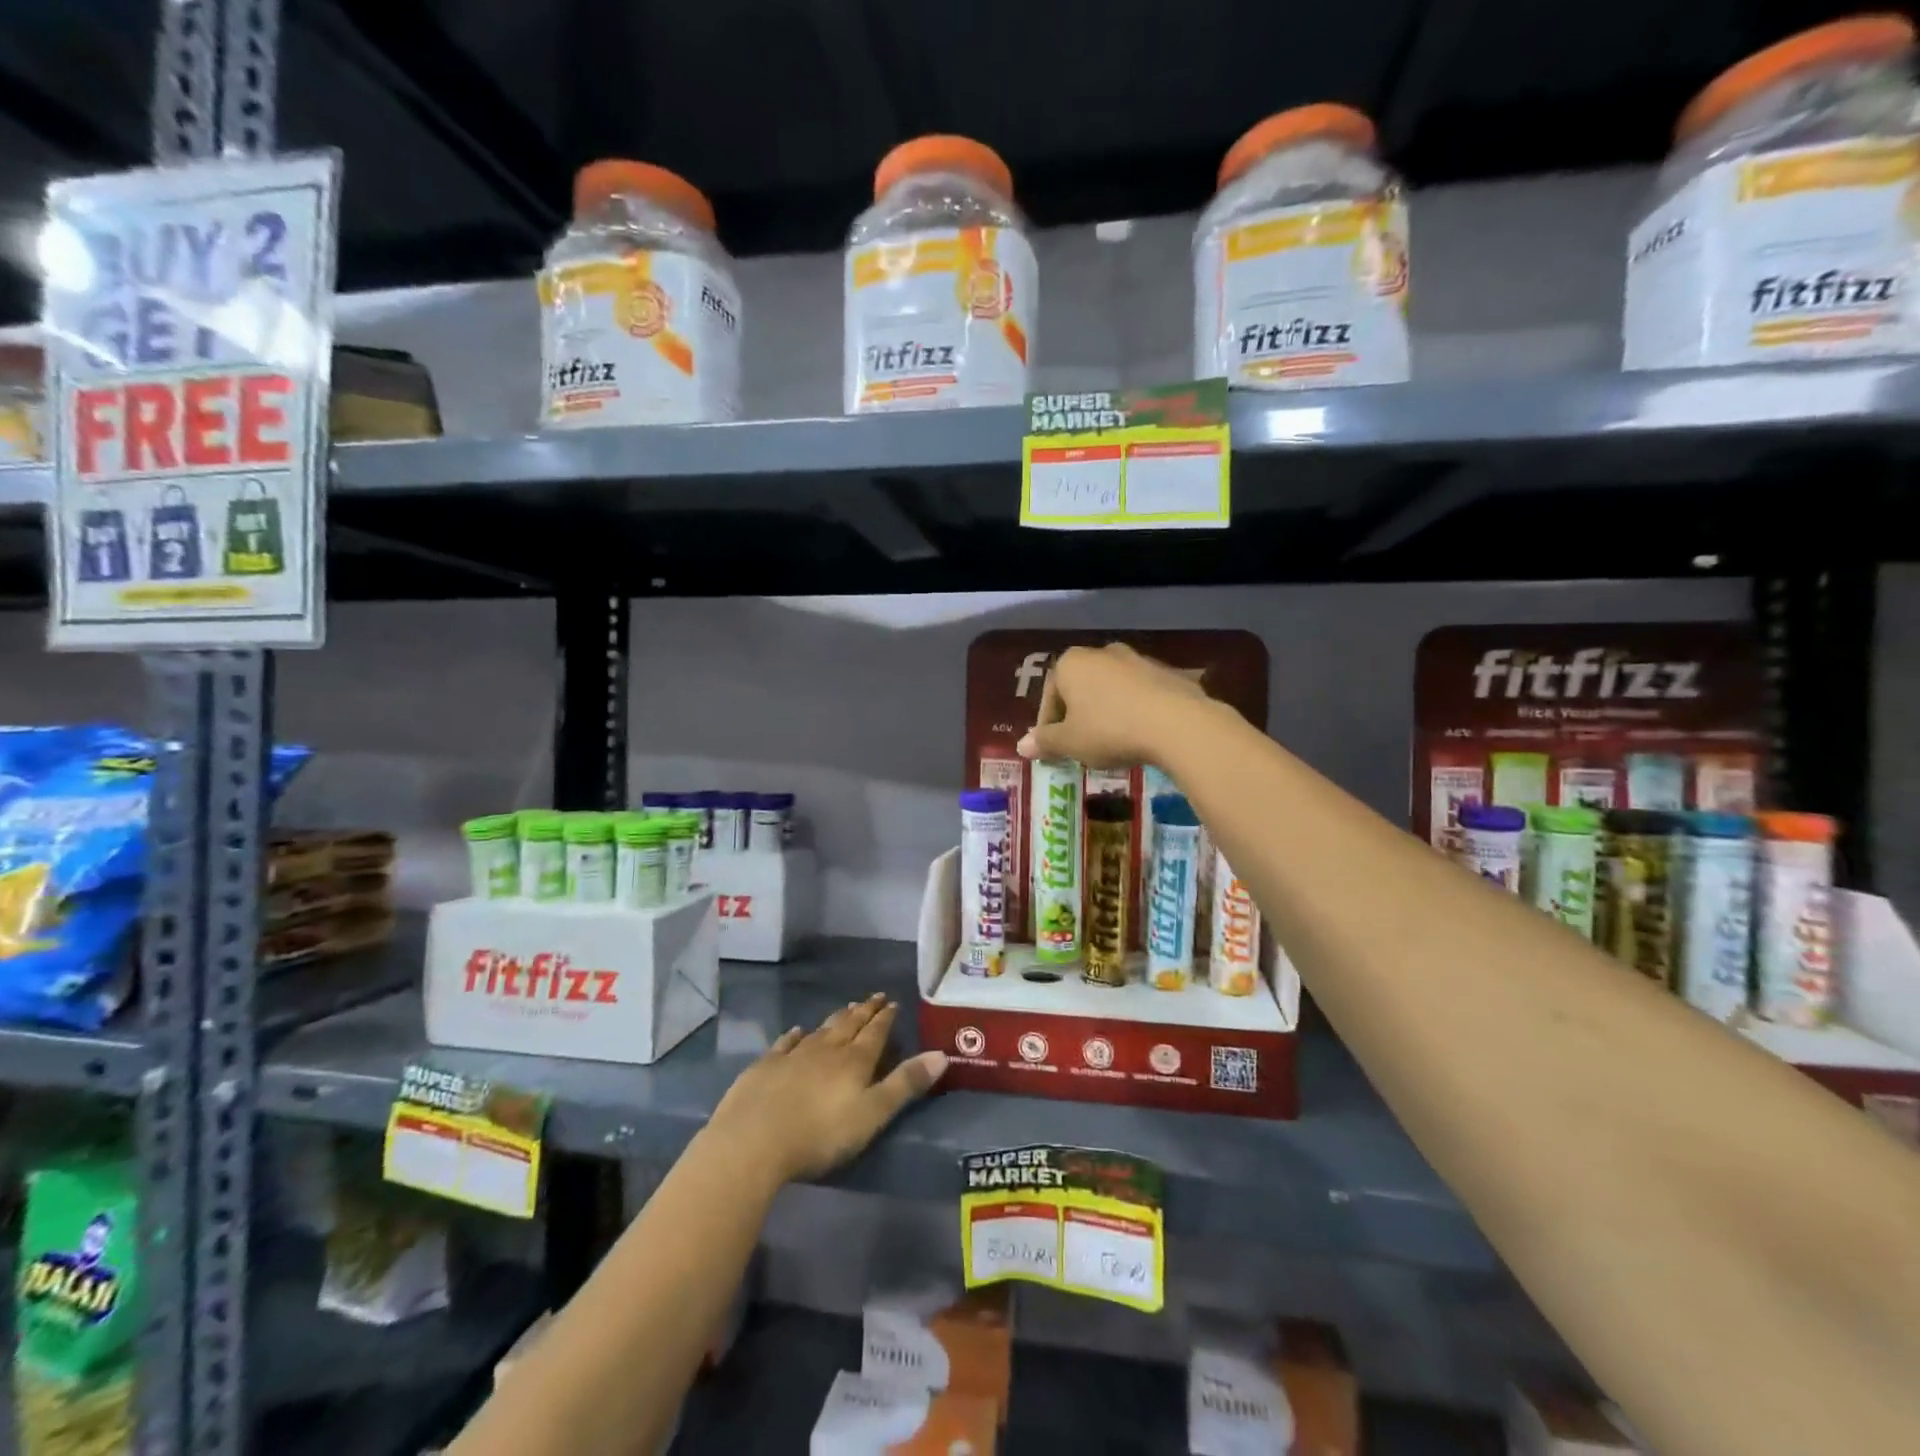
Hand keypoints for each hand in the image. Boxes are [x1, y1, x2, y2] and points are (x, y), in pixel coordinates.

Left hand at [706, 995, 947, 1184]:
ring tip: (846, 1008)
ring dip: (836, 1018)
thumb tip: (941, 1054)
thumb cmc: (820, 1134)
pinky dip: (795, 1035)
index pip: (875, 1033)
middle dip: (864, 1011)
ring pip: (820, 1030)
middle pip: (849, 1025)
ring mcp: (792, 1056)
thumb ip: (905, 1084)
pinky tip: (797, 1031)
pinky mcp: (764, 1067)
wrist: (753, 1141)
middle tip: (875, 997)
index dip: (885, 1018)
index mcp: (854, 1061)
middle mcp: (825, 1050)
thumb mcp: (872, 1114)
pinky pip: (785, 1044)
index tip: (893, 1002)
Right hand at [1016, 643, 1214, 768]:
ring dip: (1107, 712)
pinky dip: (1135, 711)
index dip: (1048, 725)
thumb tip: (1022, 745)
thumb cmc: (1109, 730)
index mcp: (1071, 663)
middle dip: (1078, 716)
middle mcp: (1102, 653)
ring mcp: (1138, 659)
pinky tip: (1141, 735)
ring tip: (1113, 743)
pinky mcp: (1167, 672)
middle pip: (1080, 688)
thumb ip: (1045, 742)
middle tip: (1082, 746)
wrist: (1176, 723)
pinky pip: (1141, 694)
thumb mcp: (1069, 742)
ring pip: (1111, 690)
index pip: (1050, 695)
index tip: (1055, 749)